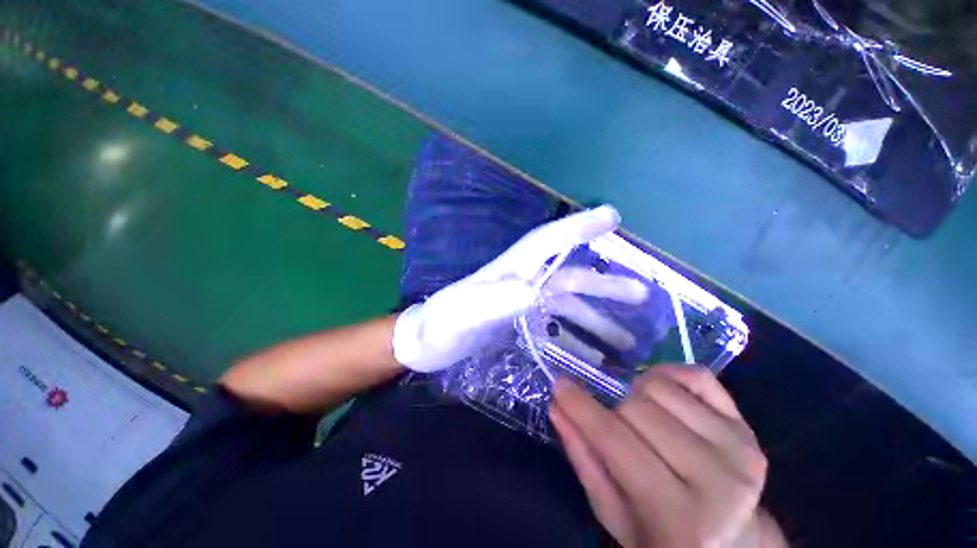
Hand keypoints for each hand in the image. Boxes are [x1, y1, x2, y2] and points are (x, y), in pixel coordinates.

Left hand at [393, 205, 646, 371]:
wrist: (425, 344)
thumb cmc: (438, 327)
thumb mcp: (458, 315)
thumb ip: (489, 301)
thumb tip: (532, 289)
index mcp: (508, 271)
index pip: (546, 242)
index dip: (576, 228)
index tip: (611, 216)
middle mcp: (521, 280)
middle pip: (569, 277)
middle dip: (604, 285)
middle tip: (642, 294)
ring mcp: (522, 301)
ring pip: (568, 303)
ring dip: (597, 317)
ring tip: (628, 339)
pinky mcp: (520, 319)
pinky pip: (557, 323)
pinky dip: (577, 334)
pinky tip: (594, 351)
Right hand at [550, 365, 784, 547]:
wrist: (731, 541)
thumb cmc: (662, 536)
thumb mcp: (613, 512)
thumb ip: (583, 457)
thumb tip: (557, 405)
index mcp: (680, 517)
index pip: (615, 441)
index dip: (580, 407)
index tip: (559, 385)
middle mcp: (717, 480)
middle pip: (635, 407)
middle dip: (612, 410)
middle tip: (612, 424)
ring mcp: (738, 447)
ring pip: (659, 386)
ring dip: (637, 394)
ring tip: (640, 416)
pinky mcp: (747, 426)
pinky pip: (695, 375)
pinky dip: (667, 374)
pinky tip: (662, 394)